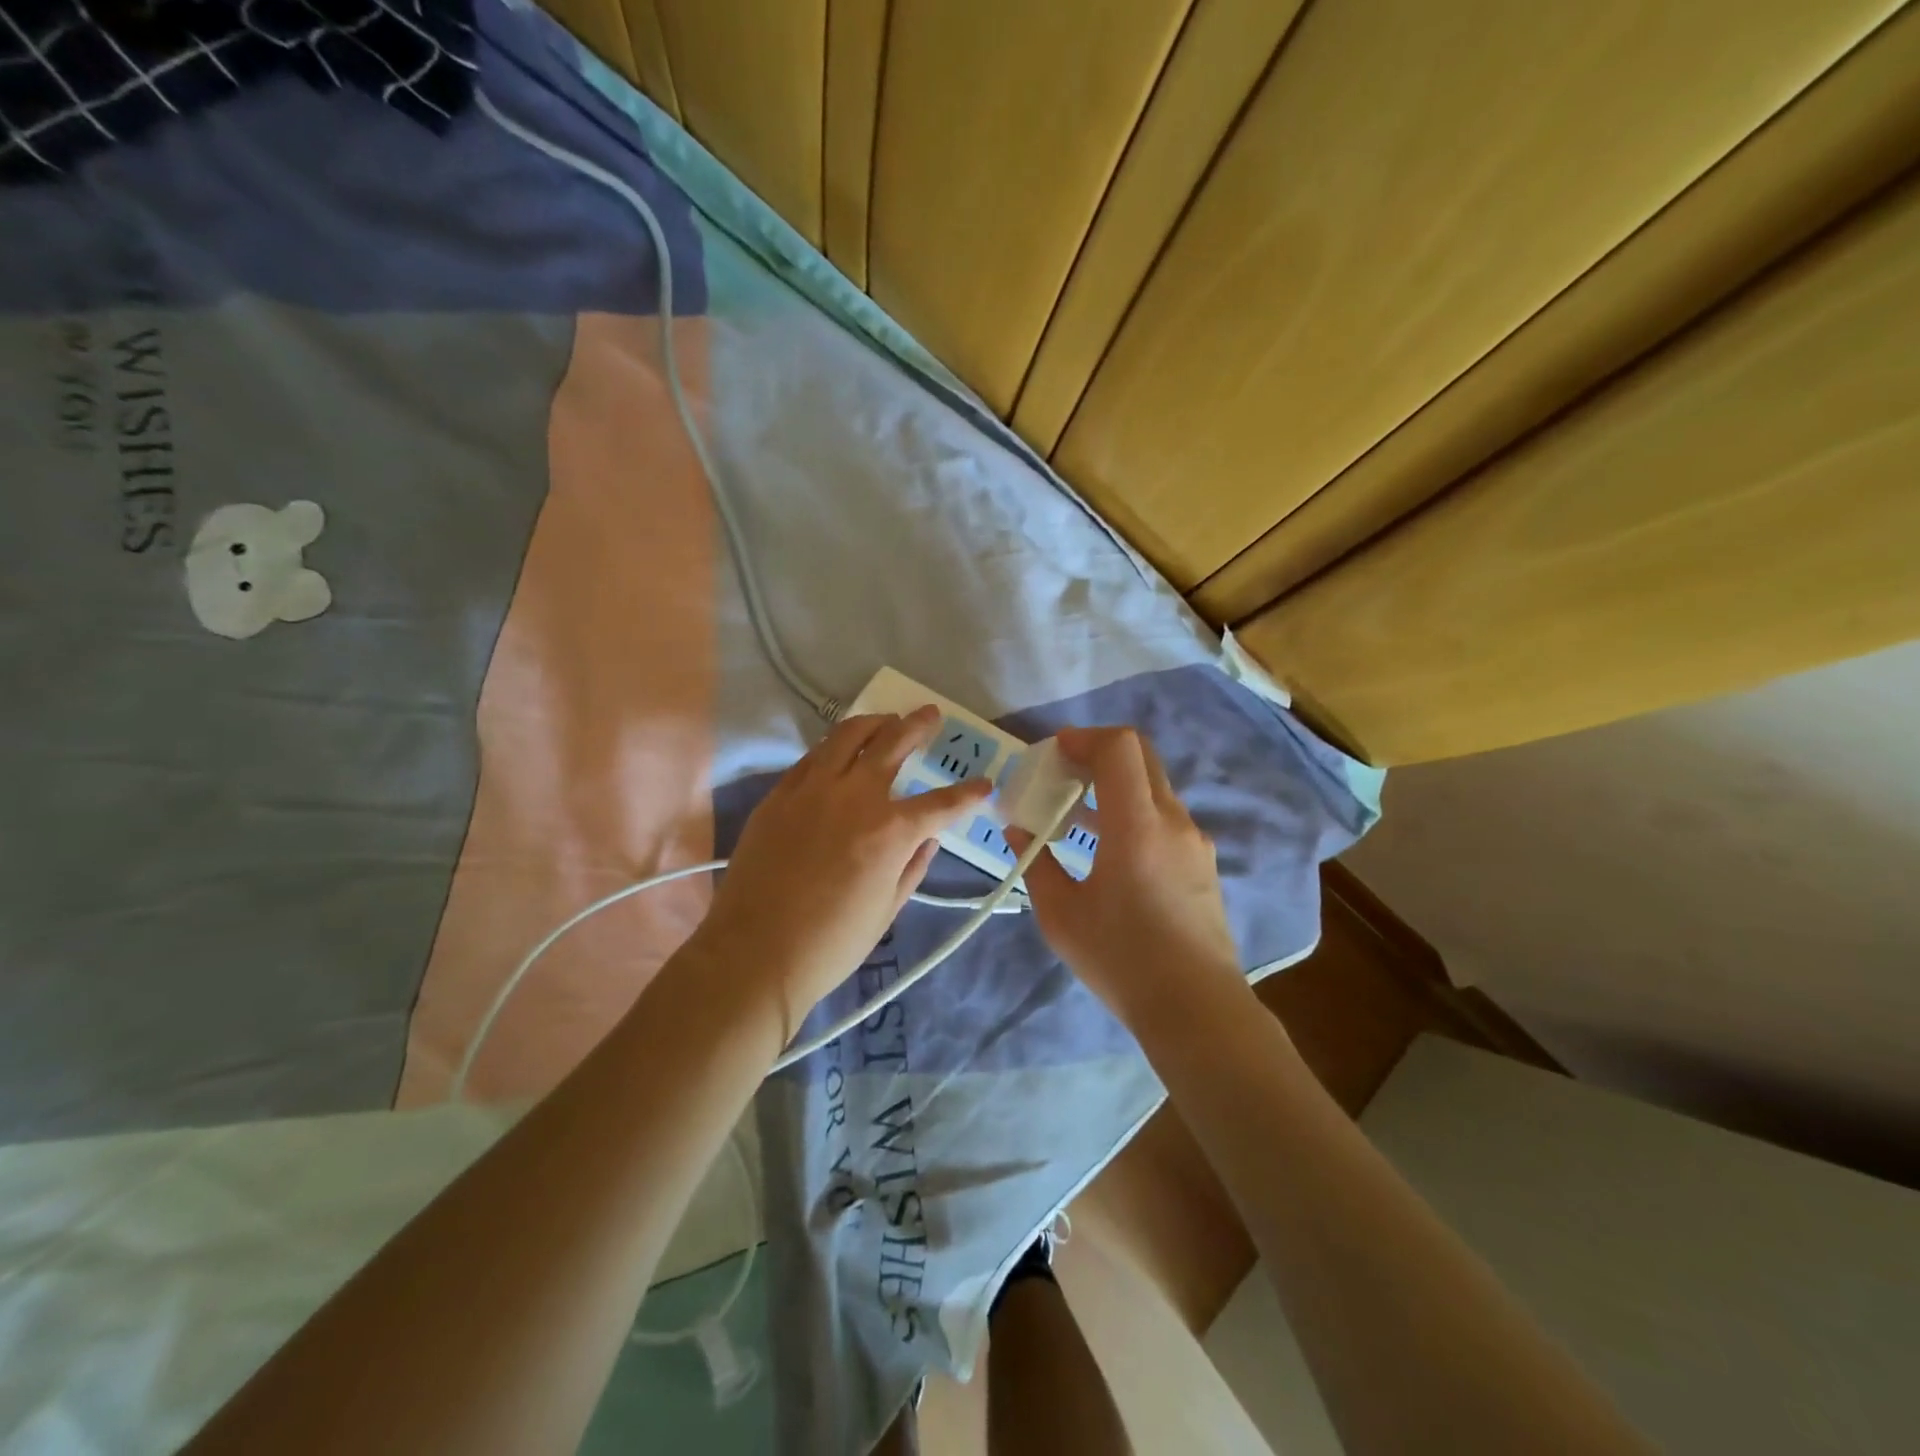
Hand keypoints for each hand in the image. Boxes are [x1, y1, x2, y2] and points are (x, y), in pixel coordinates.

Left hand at [694, 707, 990, 1040]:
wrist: (755, 953)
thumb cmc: (831, 943)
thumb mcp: (887, 909)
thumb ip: (913, 866)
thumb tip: (928, 838)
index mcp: (890, 830)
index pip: (942, 803)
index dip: (968, 793)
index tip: (984, 784)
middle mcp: (855, 796)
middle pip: (892, 743)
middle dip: (917, 726)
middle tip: (929, 715)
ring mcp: (812, 789)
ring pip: (846, 736)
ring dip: (873, 723)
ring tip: (885, 720)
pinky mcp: (779, 794)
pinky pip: (812, 757)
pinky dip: (834, 748)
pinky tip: (839, 752)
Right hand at [1008, 726, 1242, 1025]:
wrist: (1195, 1007)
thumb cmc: (1121, 959)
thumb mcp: (1060, 915)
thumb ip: (1035, 862)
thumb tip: (1017, 829)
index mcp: (1137, 825)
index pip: (1120, 748)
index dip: (1085, 738)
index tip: (1055, 753)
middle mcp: (1173, 820)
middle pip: (1142, 756)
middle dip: (1099, 753)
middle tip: (1064, 773)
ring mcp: (1194, 841)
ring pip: (1154, 787)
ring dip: (1117, 785)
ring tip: (1078, 813)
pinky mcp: (1202, 862)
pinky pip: (1165, 817)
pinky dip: (1134, 811)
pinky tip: (1110, 847)